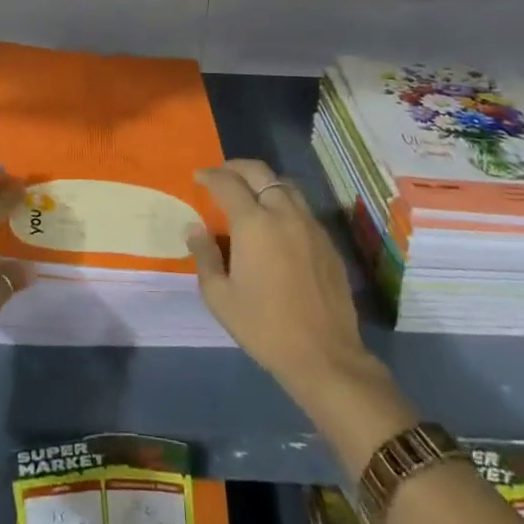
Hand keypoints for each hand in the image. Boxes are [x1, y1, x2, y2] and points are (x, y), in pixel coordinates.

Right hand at [188, 159, 371, 396]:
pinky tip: (276, 224)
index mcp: (254, 223)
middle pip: (260, 172)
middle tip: (222, 175)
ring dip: (263, 181)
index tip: (198, 178)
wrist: (324, 356)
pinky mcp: (328, 242)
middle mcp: (283, 213)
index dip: (210, 176)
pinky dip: (283, 203)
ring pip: (285, 185)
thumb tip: (195, 229)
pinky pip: (302, 208)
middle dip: (236, 167)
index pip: (227, 183)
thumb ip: (205, 256)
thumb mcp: (220, 297)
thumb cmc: (264, 326)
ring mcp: (310, 225)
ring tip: (250, 193)